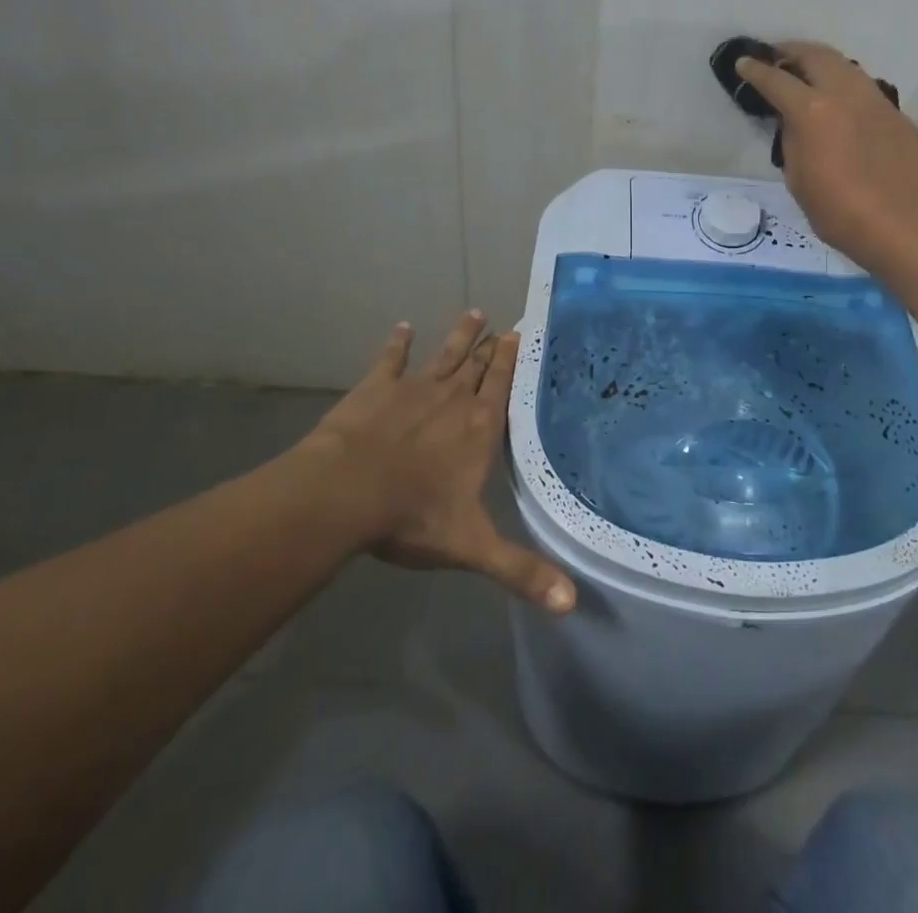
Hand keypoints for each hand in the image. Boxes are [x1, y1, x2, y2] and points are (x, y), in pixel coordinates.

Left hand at [307, 311, 575, 613]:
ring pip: (444, 355)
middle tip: (502, 323)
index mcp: (478, 428)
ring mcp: (414, 389)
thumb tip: (572, 604)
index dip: (511, 361)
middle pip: (476, 366)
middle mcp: (452, 399)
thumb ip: (521, 572)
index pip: (501, 387)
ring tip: (473, 313)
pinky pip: (391, 359)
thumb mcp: (472, 547)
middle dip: (490, 346)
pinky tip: (403, 327)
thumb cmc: (412, 517)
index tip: (520, 334)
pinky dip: (398, 343)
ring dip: (459, 336)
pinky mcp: (376, 388)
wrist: (346, 493)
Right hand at [736, 41, 917, 274]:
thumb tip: (795, 123)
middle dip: (792, 51)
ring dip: (823, 65)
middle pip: (816, 56)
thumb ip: (792, 141)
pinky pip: (867, 92)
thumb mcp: (798, 178)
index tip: (744, 63)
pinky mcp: (899, 116)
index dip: (755, 70)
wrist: (904, 225)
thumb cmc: (839, 211)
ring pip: (846, 67)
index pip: (776, 80)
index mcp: (812, 110)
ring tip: (810, 74)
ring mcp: (877, 102)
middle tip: (777, 56)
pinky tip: (844, 108)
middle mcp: (845, 94)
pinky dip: (848, 90)